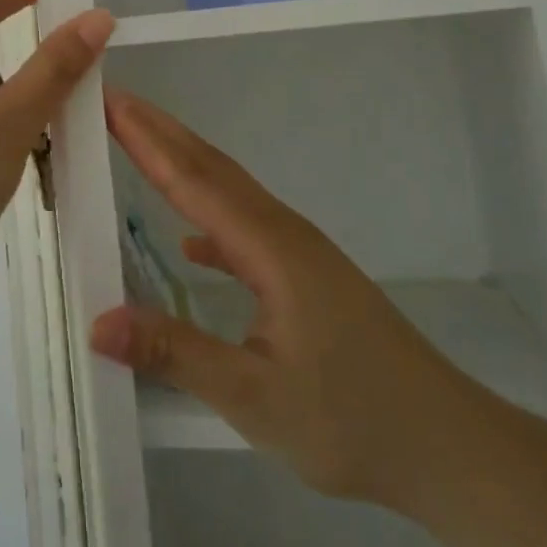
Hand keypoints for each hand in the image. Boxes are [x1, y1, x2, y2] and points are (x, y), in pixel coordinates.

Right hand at [90, 88, 489, 515]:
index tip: (110, 101)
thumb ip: (175, 354)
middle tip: (115, 101)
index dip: (147, 139)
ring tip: (141, 143)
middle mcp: (283, 232)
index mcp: (269, 246)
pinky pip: (246, 228)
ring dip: (184, 163)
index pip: (193, 179)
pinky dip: (210, 218)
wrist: (448, 445)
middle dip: (161, 131)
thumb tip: (97, 322)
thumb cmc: (353, 419)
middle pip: (211, 167)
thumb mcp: (255, 397)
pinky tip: (192, 244)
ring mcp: (299, 251)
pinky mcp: (308, 276)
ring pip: (230, 191)